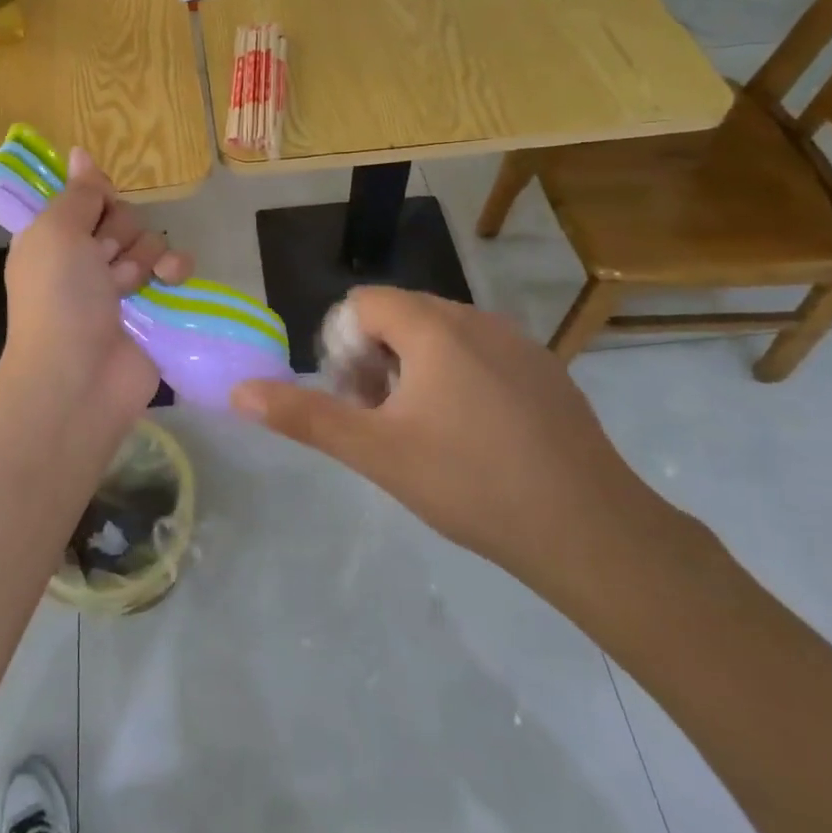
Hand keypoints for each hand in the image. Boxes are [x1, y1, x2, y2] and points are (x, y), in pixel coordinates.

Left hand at [0, 148, 191, 426]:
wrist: (79, 377)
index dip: (96, 197)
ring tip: (126, 287)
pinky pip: (174, 269)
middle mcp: (85, 258)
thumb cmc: (59, 297)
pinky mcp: (153, 307)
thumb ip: (78, 193)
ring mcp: (120, 284)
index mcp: (54, 237)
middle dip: (118, 234)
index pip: (87, 196)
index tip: (96, 205)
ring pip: (149, 240)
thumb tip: (81, 153)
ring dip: (141, 257)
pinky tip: (169, 280)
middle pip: (121, 216)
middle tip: (102, 261)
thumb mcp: (56, 232)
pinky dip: (175, 270)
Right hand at [230, 288, 665, 596]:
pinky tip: (476, 437)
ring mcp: (518, 343)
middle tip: (384, 420)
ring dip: (416, 368)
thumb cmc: (470, 483)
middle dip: (376, 358)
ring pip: (442, 334)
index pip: (363, 302)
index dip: (345, 346)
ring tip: (426, 432)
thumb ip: (304, 416)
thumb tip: (240, 391)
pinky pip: (482, 353)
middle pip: (401, 315)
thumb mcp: (375, 452)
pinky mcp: (547, 370)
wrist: (591, 530)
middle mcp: (476, 319)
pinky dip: (459, 377)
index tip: (359, 401)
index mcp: (433, 327)